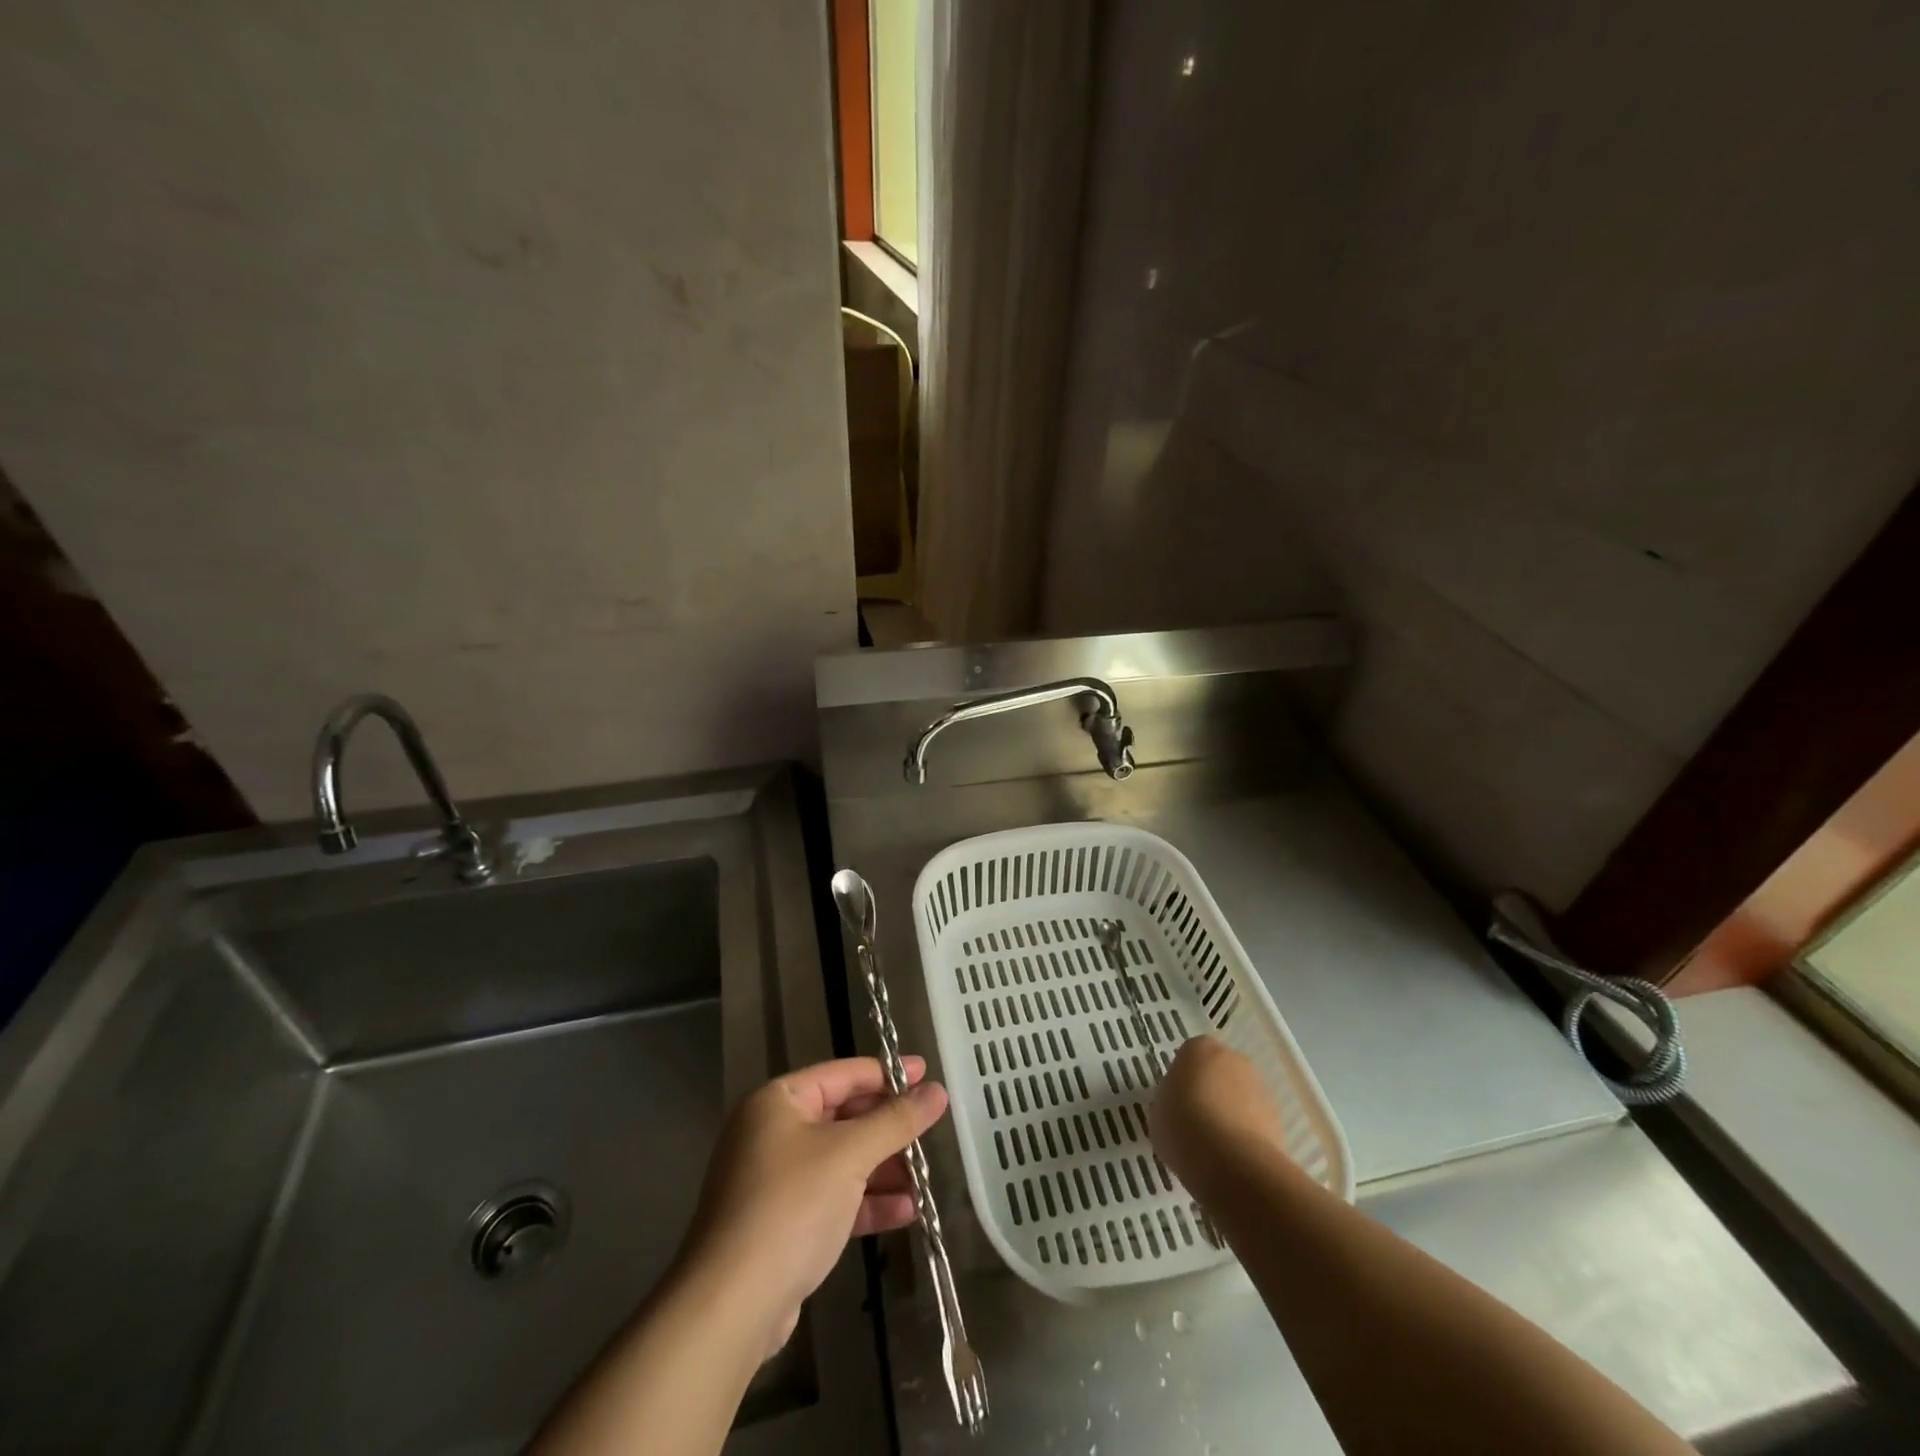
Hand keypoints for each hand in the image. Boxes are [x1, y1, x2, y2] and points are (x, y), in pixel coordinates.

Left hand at [679, 1056, 948, 1356]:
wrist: (731, 1306)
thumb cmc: (791, 1207)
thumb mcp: (850, 1155)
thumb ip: (896, 1120)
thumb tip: (938, 1091)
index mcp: (778, 1102)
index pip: (842, 1074)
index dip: (887, 1073)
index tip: (926, 1074)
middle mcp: (772, 1133)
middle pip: (842, 1117)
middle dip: (887, 1128)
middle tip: (929, 1129)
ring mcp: (775, 1181)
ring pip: (840, 1161)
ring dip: (882, 1168)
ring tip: (924, 1179)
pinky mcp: (782, 1224)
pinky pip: (833, 1198)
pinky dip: (866, 1201)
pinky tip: (905, 1212)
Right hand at [1150, 1036, 1289, 1198]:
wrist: (1231, 1163)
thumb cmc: (1183, 1127)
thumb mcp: (1157, 1114)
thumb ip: (1168, 1104)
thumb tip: (1178, 1110)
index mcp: (1198, 1048)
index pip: (1188, 1057)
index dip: (1182, 1082)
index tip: (1175, 1105)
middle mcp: (1233, 1059)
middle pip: (1218, 1073)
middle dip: (1209, 1093)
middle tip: (1194, 1123)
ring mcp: (1259, 1088)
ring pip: (1239, 1098)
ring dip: (1229, 1115)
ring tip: (1214, 1148)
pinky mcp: (1278, 1119)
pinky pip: (1254, 1123)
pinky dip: (1245, 1137)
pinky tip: (1232, 1160)